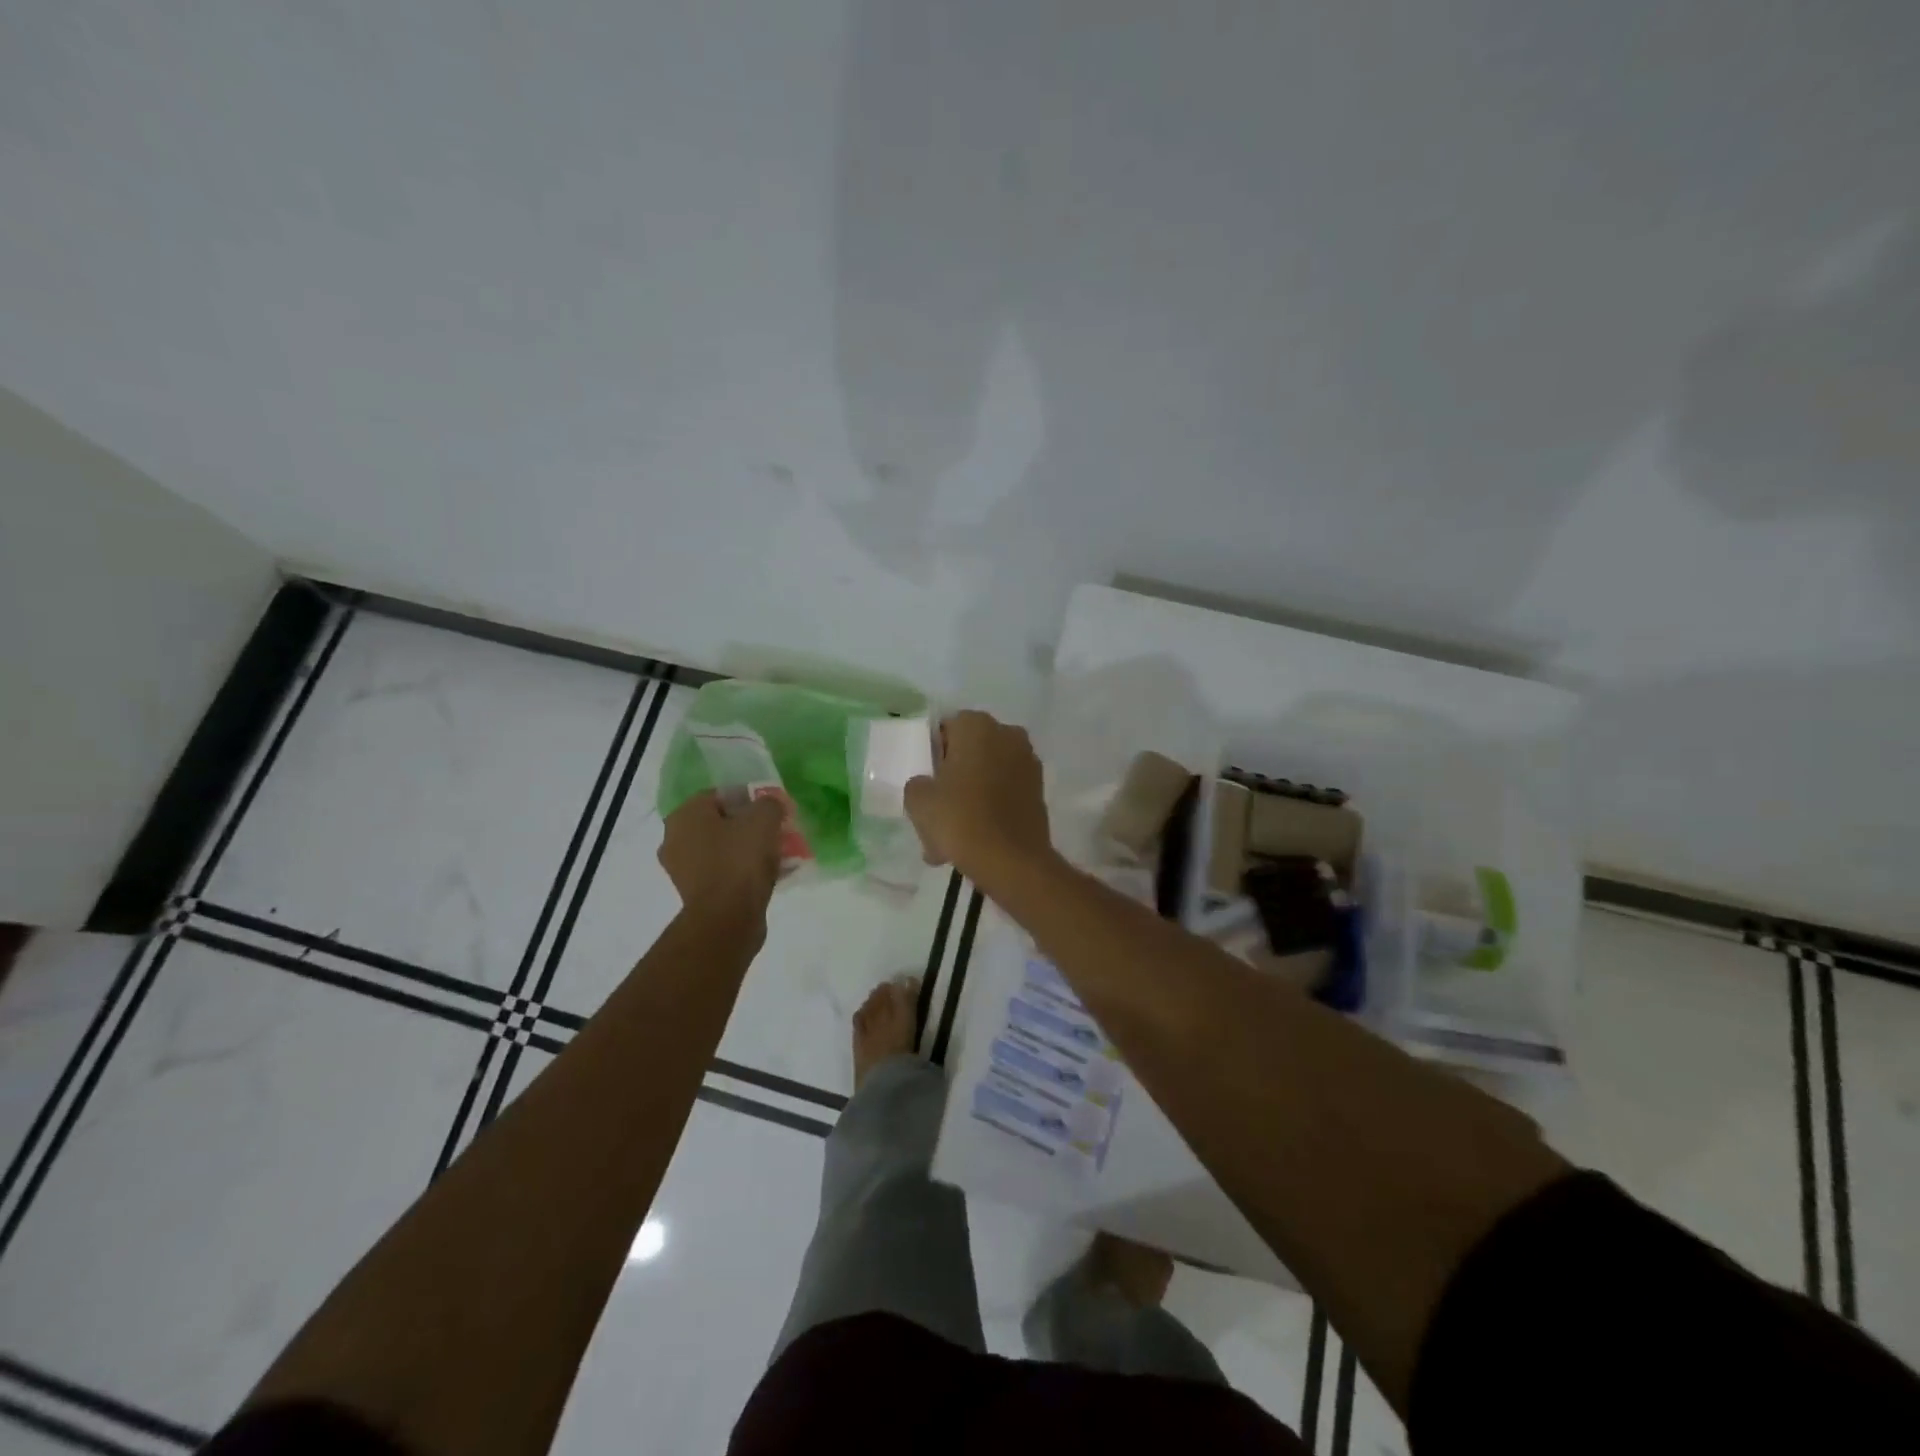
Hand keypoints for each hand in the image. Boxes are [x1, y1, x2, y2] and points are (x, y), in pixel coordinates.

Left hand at [658, 791, 783, 919]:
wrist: (727, 918)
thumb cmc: (740, 860)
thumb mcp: (764, 819)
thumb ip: (769, 803)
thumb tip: (770, 806)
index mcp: (685, 815)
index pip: (719, 795)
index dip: (748, 799)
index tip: (771, 810)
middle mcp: (675, 839)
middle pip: (720, 823)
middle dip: (749, 826)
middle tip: (775, 831)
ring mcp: (683, 870)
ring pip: (723, 849)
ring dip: (748, 849)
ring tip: (778, 855)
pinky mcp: (695, 894)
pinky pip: (724, 872)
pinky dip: (743, 871)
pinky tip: (770, 875)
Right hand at [904, 710, 1053, 886]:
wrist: (1012, 861)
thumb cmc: (960, 819)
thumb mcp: (918, 800)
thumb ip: (918, 783)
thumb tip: (928, 785)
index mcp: (976, 725)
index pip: (946, 730)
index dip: (933, 756)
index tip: (927, 783)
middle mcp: (1007, 734)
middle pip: (970, 752)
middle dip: (954, 777)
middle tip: (937, 811)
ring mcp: (1028, 763)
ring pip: (987, 776)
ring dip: (971, 797)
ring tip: (952, 836)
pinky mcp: (1039, 791)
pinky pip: (1005, 794)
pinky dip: (991, 810)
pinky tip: (974, 840)